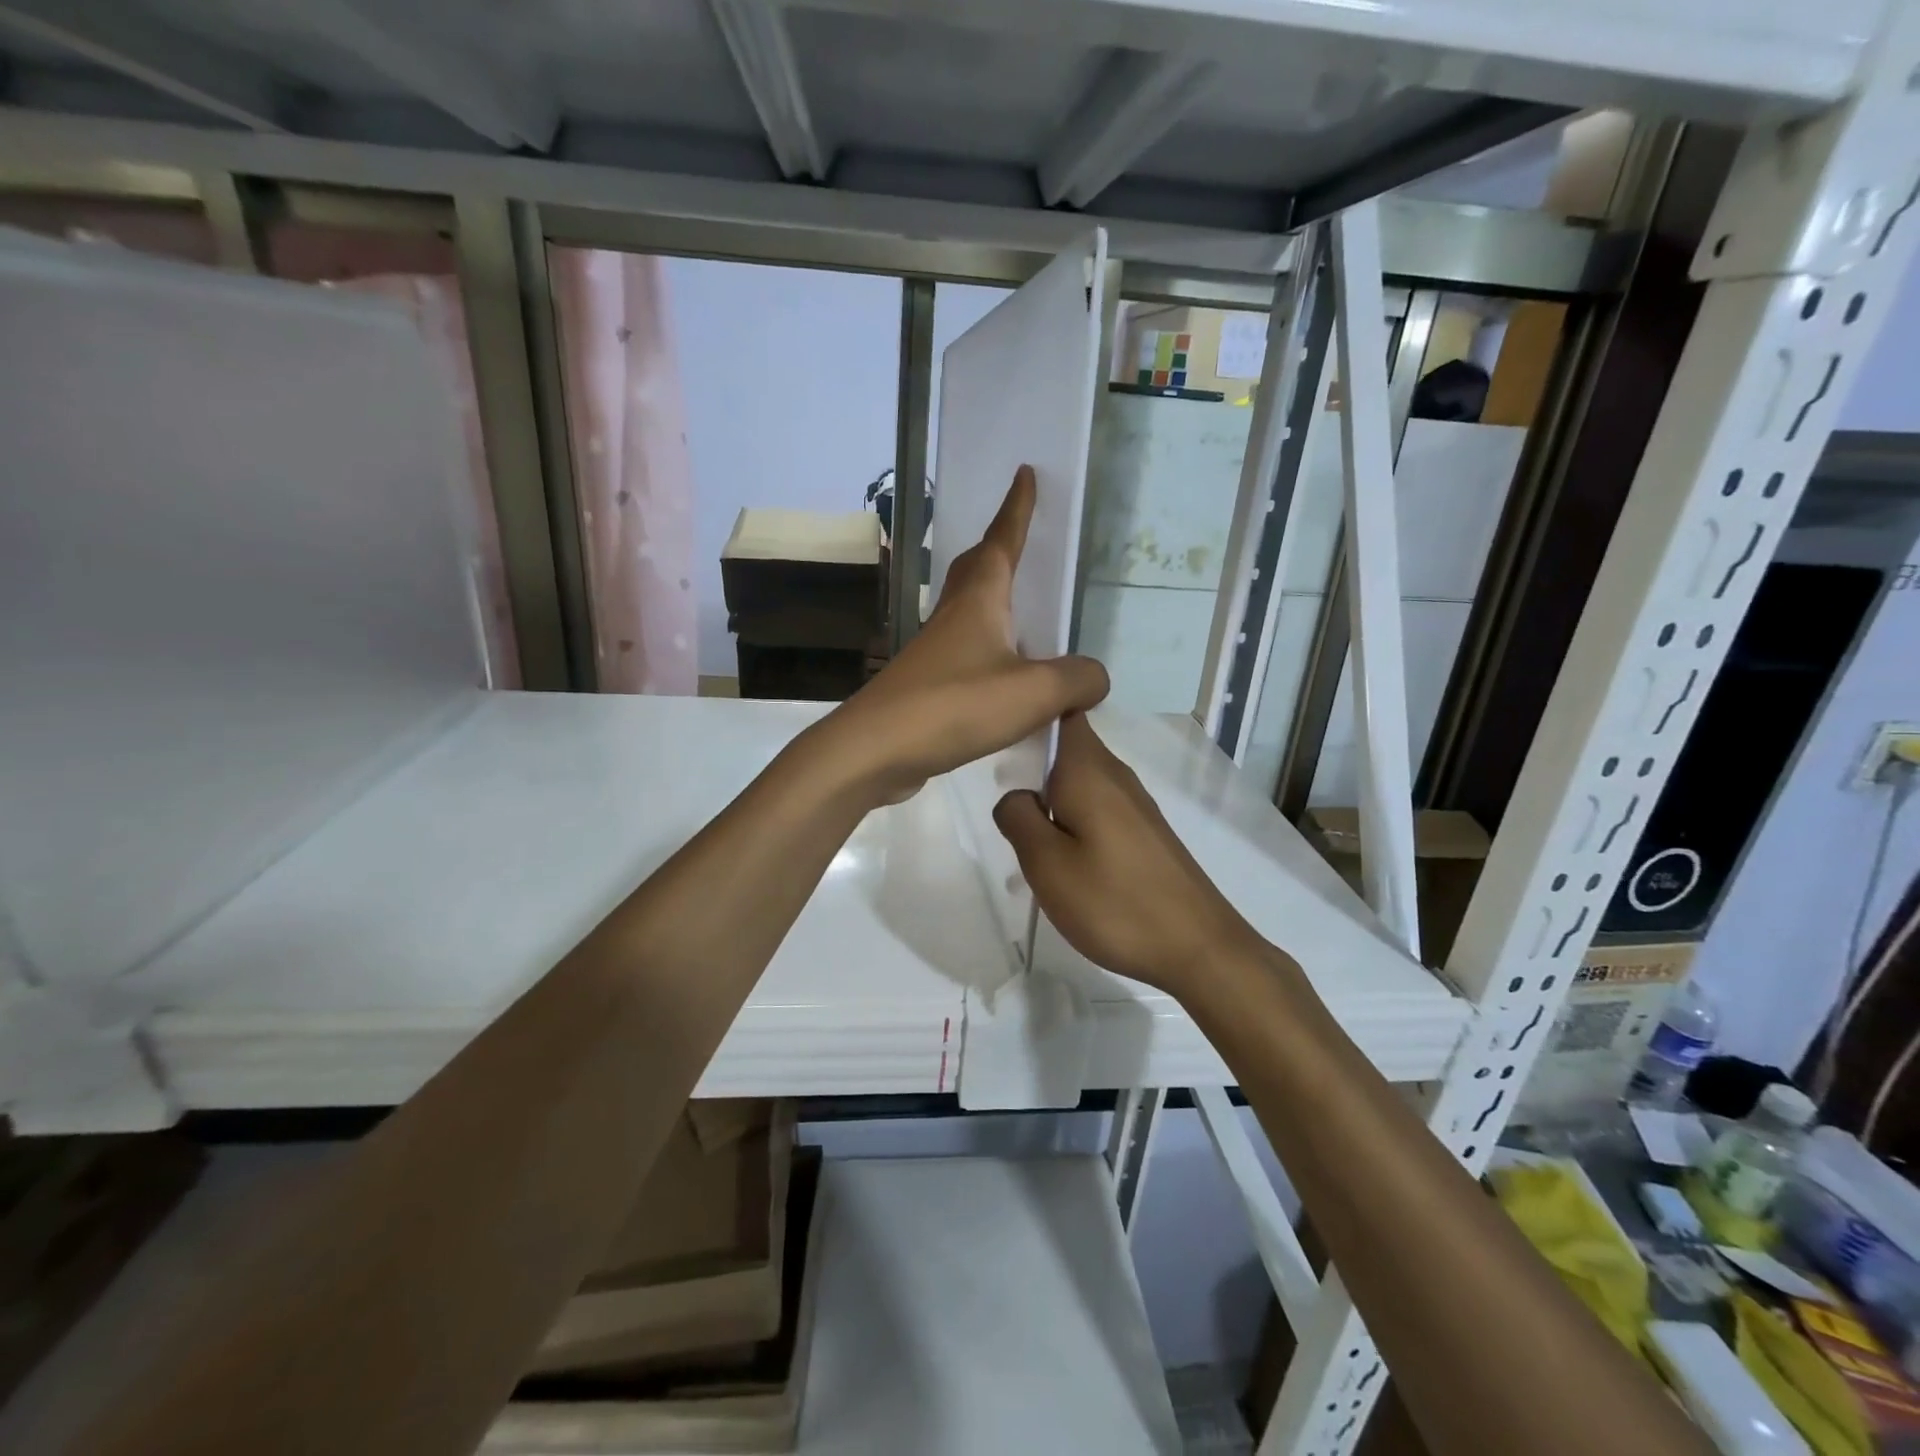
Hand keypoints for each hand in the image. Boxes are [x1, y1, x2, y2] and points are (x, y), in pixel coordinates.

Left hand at [824, 466, 1108, 801]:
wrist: (875, 750)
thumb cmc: (955, 705)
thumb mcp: (1034, 691)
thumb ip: (1076, 679)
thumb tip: (1094, 678)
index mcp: (979, 602)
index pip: (1002, 541)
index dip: (1017, 509)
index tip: (1024, 474)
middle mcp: (953, 618)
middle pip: (976, 571)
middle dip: (998, 549)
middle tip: (1019, 539)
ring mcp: (935, 653)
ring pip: (968, 614)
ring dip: (994, 605)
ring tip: (1024, 616)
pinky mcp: (927, 688)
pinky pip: (967, 657)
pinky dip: (990, 654)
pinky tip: (1005, 680)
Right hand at [992, 713, 1256, 994]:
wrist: (1199, 949)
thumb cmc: (1114, 902)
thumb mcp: (1046, 864)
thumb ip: (1018, 818)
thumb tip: (1014, 796)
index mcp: (1088, 769)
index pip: (1062, 709)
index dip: (1030, 711)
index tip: (1000, 738)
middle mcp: (1114, 775)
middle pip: (1064, 749)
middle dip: (1030, 770)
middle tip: (1006, 812)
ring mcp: (1134, 804)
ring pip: (1077, 785)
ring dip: (1049, 806)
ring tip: (1029, 850)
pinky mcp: (1144, 832)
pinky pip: (1096, 811)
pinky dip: (1073, 827)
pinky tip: (1066, 869)